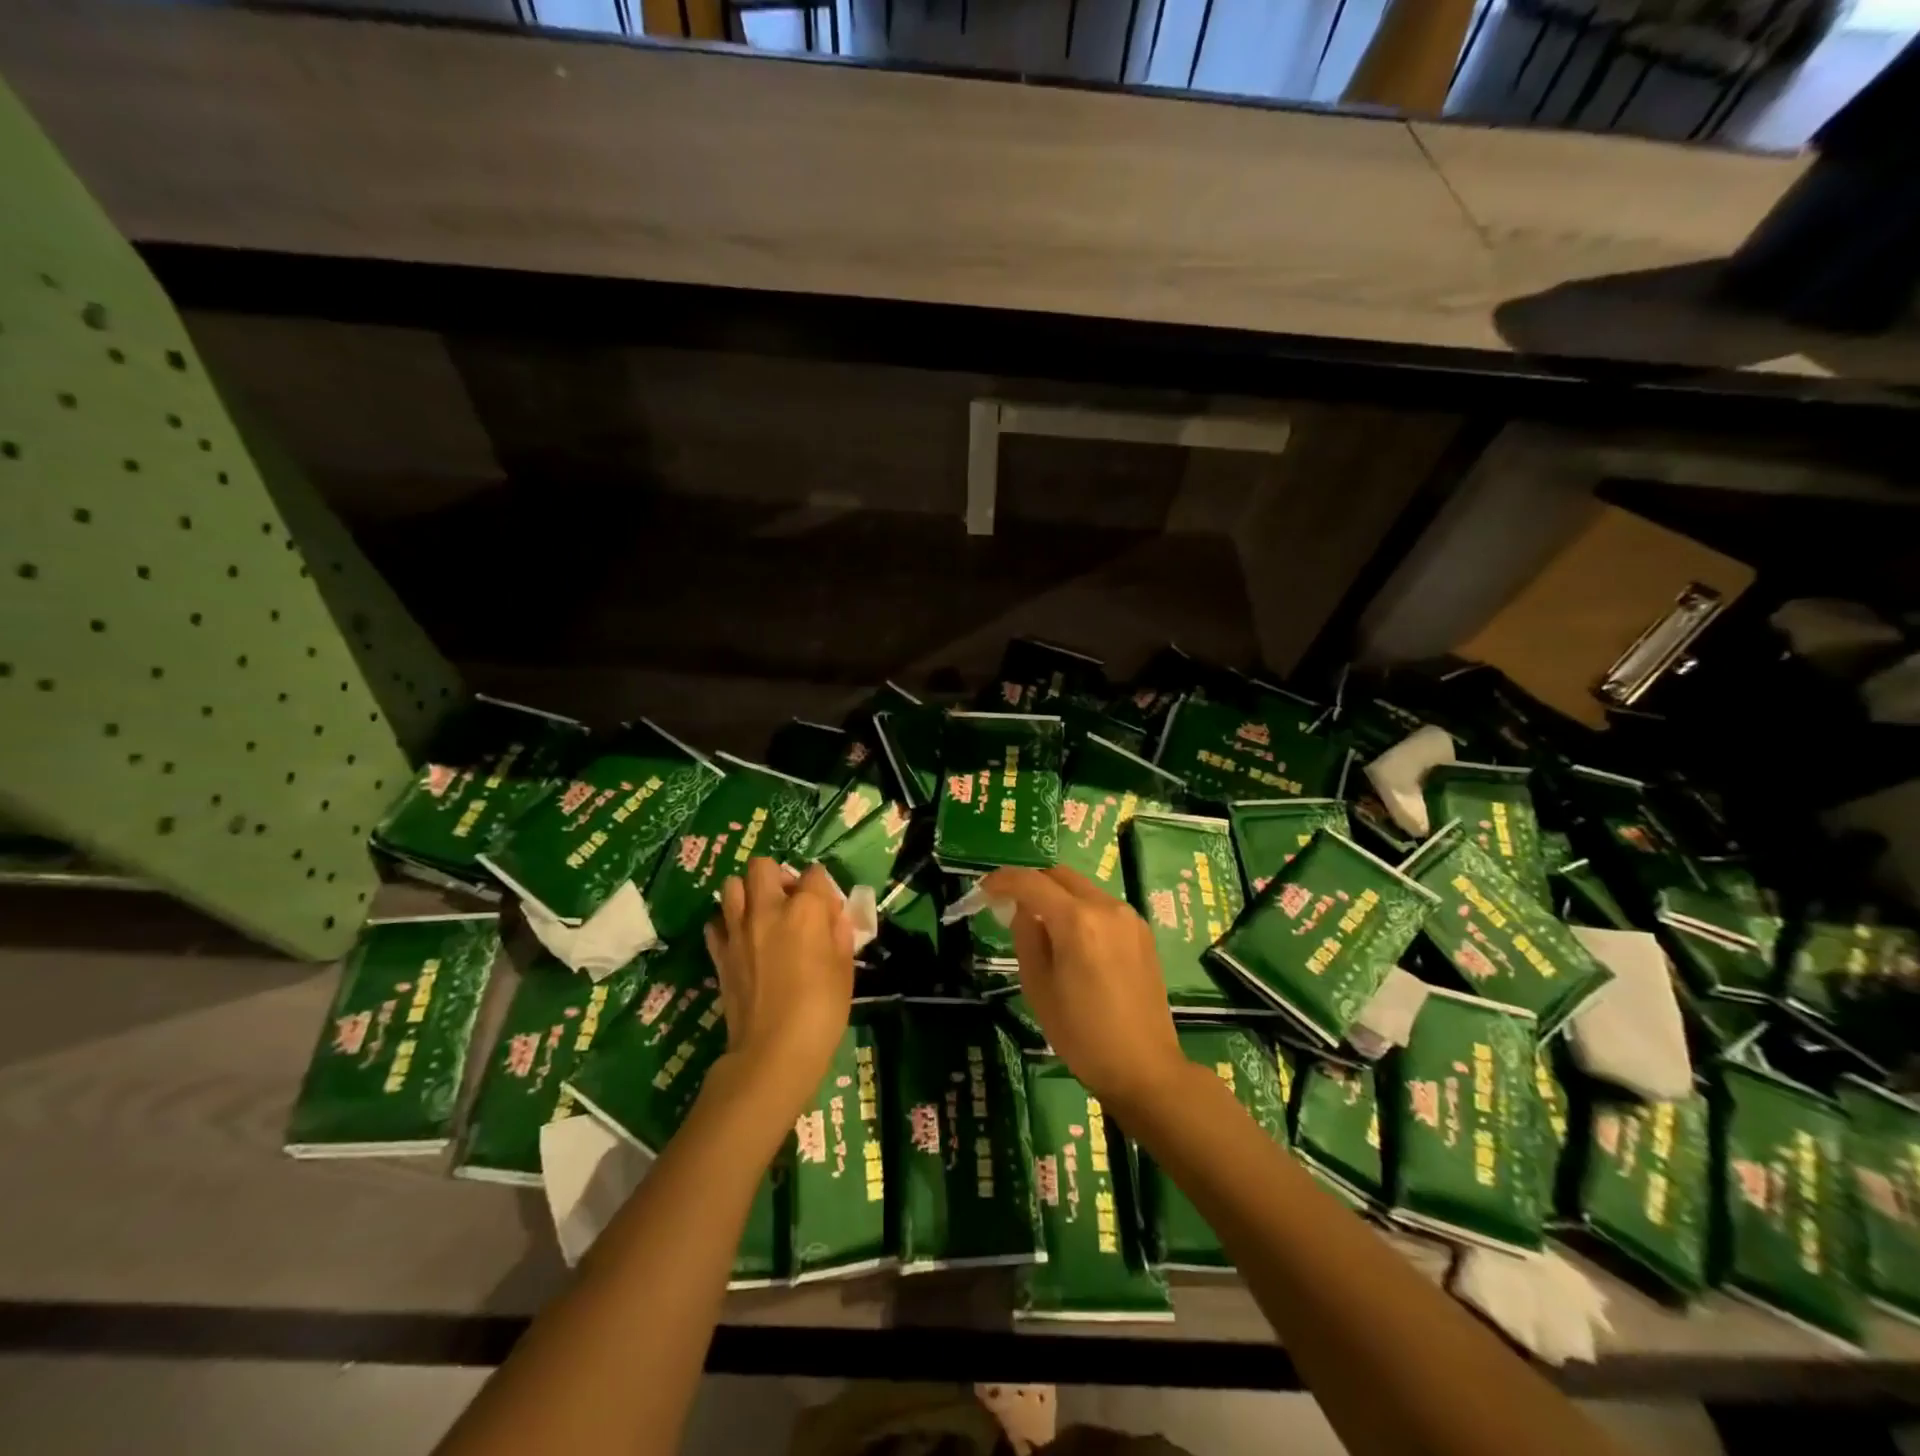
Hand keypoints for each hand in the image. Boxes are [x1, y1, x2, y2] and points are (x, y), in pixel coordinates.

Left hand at [704, 859, 854, 1116]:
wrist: (773, 1052)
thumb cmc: (821, 1011)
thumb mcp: (845, 970)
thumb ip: (839, 935)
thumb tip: (833, 918)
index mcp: (805, 910)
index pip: (815, 874)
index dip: (823, 887)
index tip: (828, 907)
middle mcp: (768, 910)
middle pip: (763, 866)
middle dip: (777, 876)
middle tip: (789, 901)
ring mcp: (738, 930)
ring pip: (732, 886)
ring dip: (747, 893)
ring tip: (762, 915)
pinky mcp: (719, 953)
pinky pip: (716, 922)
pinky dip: (727, 923)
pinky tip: (742, 940)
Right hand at [979, 866, 1189, 1118]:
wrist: (1144, 1067)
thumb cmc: (1082, 1035)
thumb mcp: (1038, 987)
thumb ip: (1026, 937)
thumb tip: (1023, 910)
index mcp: (1078, 921)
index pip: (1032, 882)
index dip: (1003, 881)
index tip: (983, 890)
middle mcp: (1107, 908)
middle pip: (1060, 876)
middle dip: (1031, 883)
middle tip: (1009, 907)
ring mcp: (1129, 917)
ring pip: (1082, 888)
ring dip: (1057, 896)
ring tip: (1041, 927)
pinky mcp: (1142, 932)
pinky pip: (1102, 906)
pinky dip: (1080, 910)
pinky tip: (1072, 941)